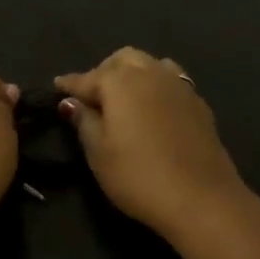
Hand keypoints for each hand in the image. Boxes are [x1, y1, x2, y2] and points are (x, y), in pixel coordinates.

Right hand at [55, 47, 247, 236]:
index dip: (69, 84)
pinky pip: (171, 82)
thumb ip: (84, 121)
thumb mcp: (99, 153)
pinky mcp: (199, 103)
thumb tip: (72, 102)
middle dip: (104, 71)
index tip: (57, 86)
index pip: (87, 78)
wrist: (202, 199)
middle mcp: (150, 73)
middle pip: (122, 59)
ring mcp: (179, 86)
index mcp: (120, 81)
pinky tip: (153, 109)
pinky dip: (156, 87)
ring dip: (134, 74)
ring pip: (151, 65)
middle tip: (93, 96)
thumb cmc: (138, 176)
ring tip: (125, 98)